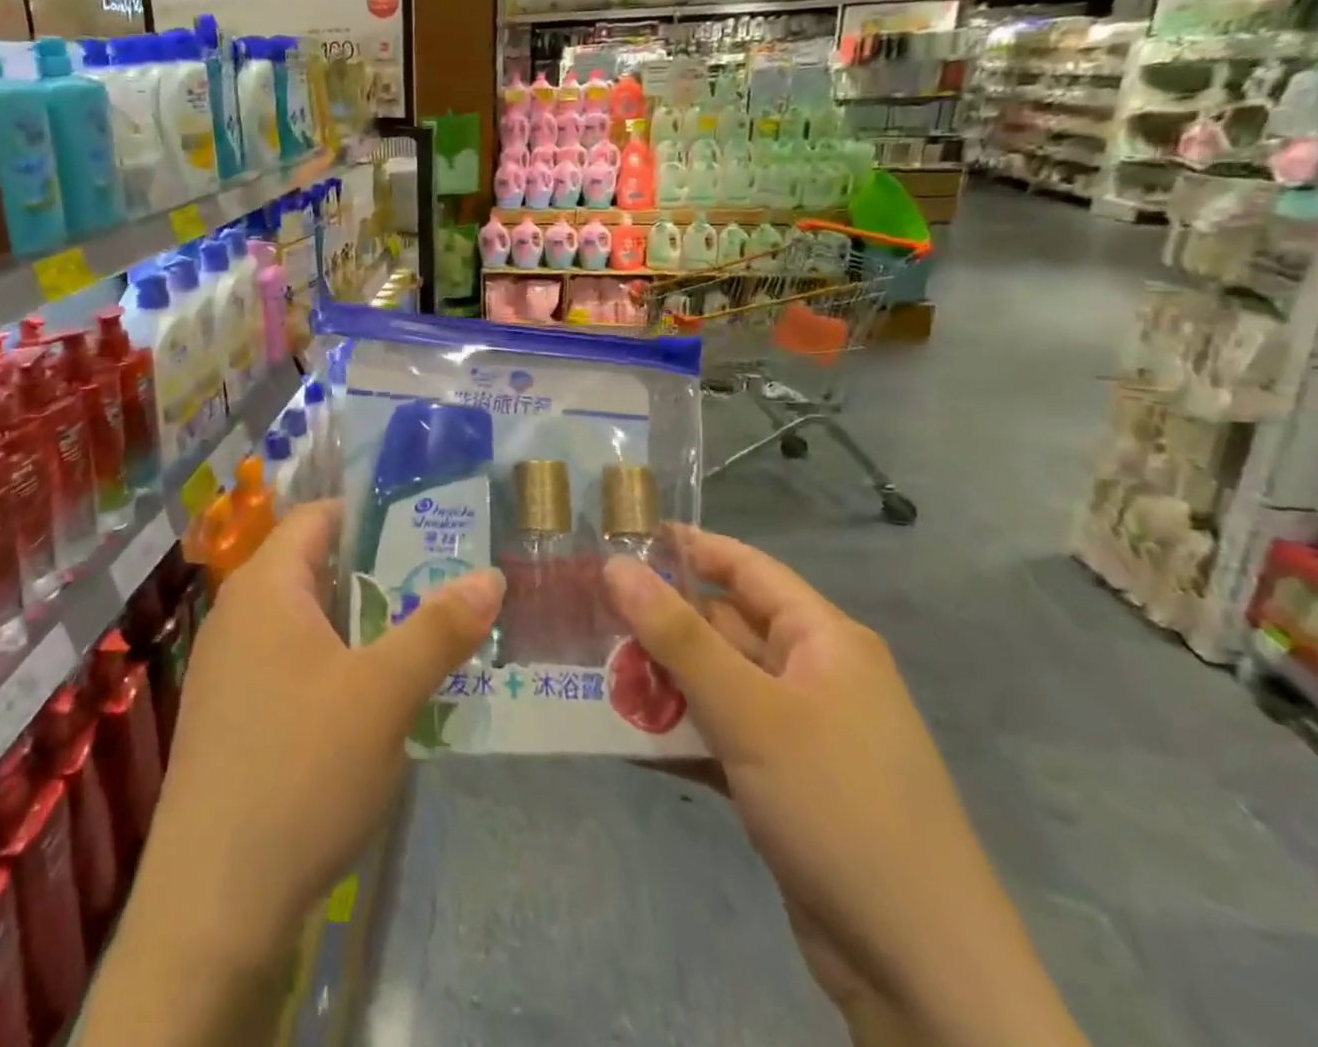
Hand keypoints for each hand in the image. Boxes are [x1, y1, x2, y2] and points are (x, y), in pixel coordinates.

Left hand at [126, 500, 502, 964]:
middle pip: (312, 567)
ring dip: (357, 624)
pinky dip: (330, 664)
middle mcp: (236, 614)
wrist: (212, 904)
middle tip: (439, 586)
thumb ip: (438, 629)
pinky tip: (369, 702)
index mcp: (265, 587)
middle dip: (376, 573)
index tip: (427, 527)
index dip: (370, 515)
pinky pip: (286, 663)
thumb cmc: (301, 770)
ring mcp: (225, 667)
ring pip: (302, 620)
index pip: (317, 517)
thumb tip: (491, 575)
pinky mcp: (227, 715)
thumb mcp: (385, 694)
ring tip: (417, 640)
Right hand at [605, 530, 1084, 1046]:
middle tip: (587, 615)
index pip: (746, 568)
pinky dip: (678, 734)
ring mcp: (800, 733)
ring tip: (592, 674)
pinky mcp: (785, 782)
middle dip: (658, 624)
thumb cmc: (838, 808)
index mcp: (824, 641)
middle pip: (723, 627)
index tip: (620, 537)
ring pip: (716, 684)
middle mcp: (814, 676)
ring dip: (660, 682)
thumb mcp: (749, 712)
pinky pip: (720, 735)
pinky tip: (625, 738)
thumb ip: (677, 635)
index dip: (687, 547)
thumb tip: (616, 564)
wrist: (922, 973)